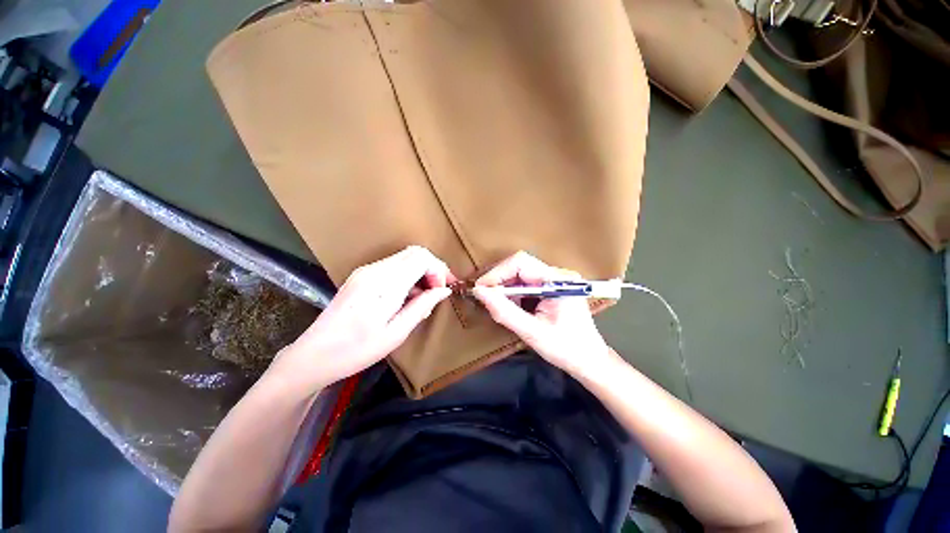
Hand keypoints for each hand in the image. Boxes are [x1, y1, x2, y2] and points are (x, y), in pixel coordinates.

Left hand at [270, 246, 454, 391]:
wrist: (313, 355)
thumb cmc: (356, 351)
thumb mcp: (396, 334)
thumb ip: (422, 306)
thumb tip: (444, 291)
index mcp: (383, 284)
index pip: (421, 258)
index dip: (438, 270)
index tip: (443, 290)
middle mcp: (374, 270)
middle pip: (414, 252)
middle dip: (433, 268)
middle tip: (440, 291)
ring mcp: (365, 271)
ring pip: (405, 258)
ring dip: (421, 273)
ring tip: (424, 299)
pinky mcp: (361, 276)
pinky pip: (393, 267)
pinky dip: (408, 276)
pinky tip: (407, 298)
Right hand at [471, 251, 615, 376]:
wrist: (590, 361)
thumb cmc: (565, 349)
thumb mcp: (532, 332)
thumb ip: (504, 311)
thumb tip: (479, 292)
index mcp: (559, 281)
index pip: (521, 262)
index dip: (497, 273)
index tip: (480, 289)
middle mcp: (559, 274)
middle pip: (520, 266)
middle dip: (499, 281)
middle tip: (485, 298)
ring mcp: (557, 279)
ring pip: (521, 273)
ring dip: (506, 287)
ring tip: (498, 305)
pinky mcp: (554, 287)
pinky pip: (527, 282)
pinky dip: (514, 293)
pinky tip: (511, 306)